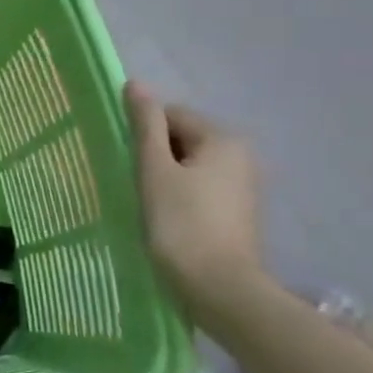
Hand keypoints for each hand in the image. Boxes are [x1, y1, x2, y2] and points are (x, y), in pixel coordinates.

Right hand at [125, 83, 267, 315]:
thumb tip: (135, 84)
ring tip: (150, 204)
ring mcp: (244, 185)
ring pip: (190, 165)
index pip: (171, 115)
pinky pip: (201, 188)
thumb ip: (145, 125)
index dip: (143, 136)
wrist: (219, 288)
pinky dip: (181, 197)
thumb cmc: (181, 223)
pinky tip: (168, 219)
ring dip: (166, 178)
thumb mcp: (155, 170)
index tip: (129, 163)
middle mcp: (241, 155)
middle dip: (156, 156)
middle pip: (182, 139)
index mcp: (223, 139)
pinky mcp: (239, 212)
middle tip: (136, 184)